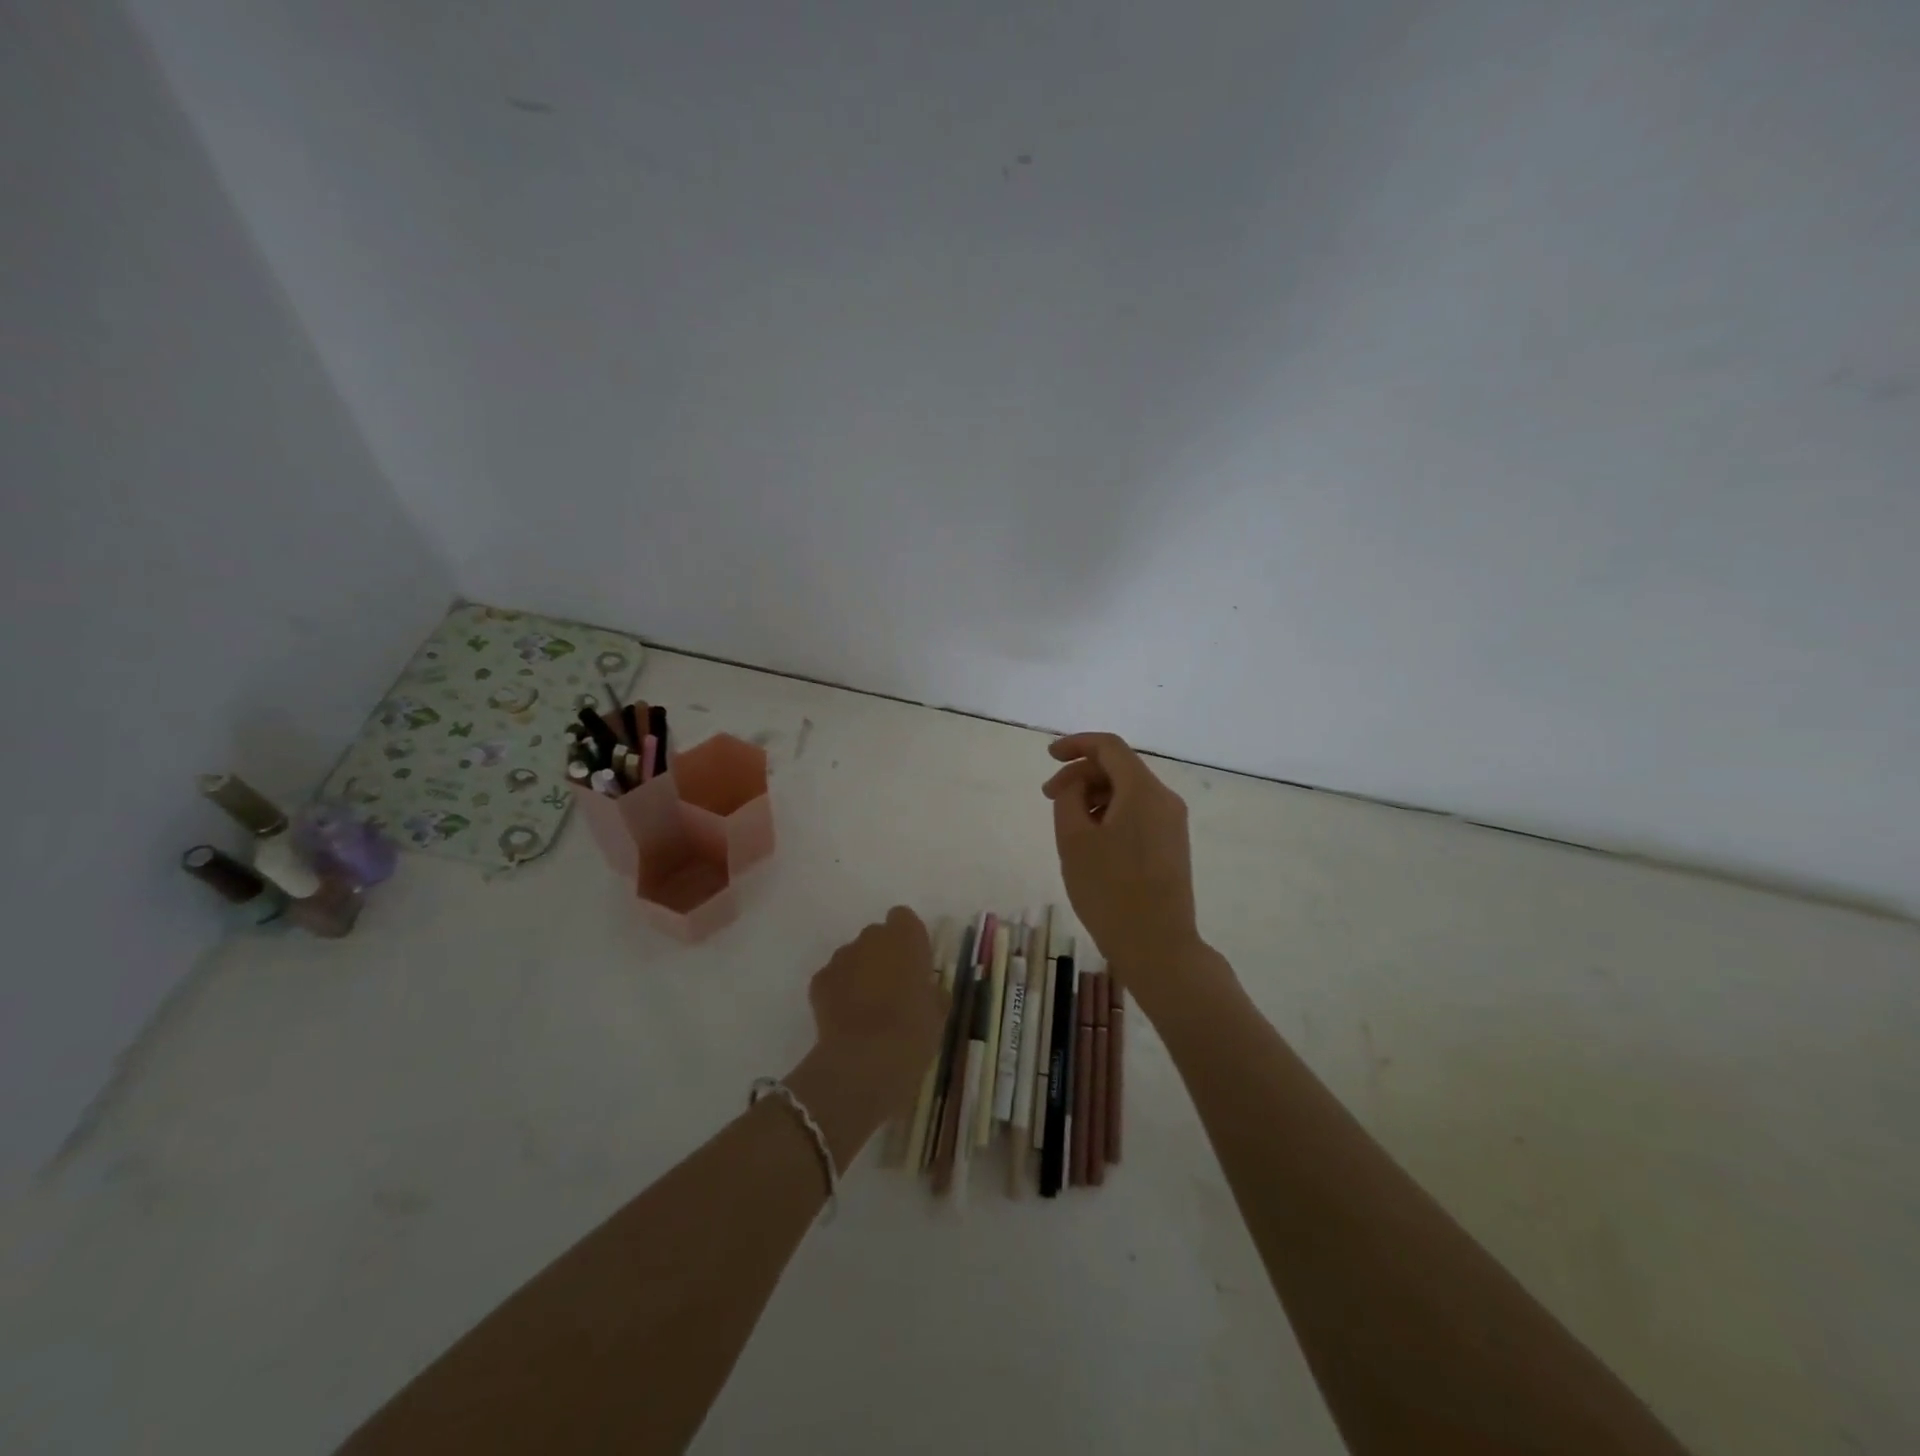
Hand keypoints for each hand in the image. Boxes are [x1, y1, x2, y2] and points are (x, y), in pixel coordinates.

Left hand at [800, 908, 946, 1129]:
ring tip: (867, 1010)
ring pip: (853, 957)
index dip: (908, 940)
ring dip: (860, 974)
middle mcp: (871, 937)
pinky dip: (838, 993)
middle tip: (893, 990)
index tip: (914, 965)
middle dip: (883, 956)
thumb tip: (926, 990)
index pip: (904, 919)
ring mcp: (841, 957)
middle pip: (877, 937)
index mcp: (906, 937)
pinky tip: (846, 1020)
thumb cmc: (913, 1030)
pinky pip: (833, 979)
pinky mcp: (819, 980)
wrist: (866, 1059)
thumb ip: (931, 991)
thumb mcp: (937, 1012)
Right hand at [1043, 733, 1204, 1010]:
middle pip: (1120, 768)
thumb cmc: (1109, 890)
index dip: (1076, 744)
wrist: (1158, 946)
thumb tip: (1077, 784)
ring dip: (1095, 795)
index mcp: (1143, 791)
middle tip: (1048, 798)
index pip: (1109, 747)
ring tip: (1068, 823)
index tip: (1048, 756)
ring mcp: (1173, 823)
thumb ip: (1069, 798)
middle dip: (1081, 775)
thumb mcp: (1074, 840)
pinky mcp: (1173, 845)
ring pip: (1129, 792)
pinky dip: (1112, 813)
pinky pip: (1139, 813)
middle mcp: (1164, 799)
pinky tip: (1092, 839)